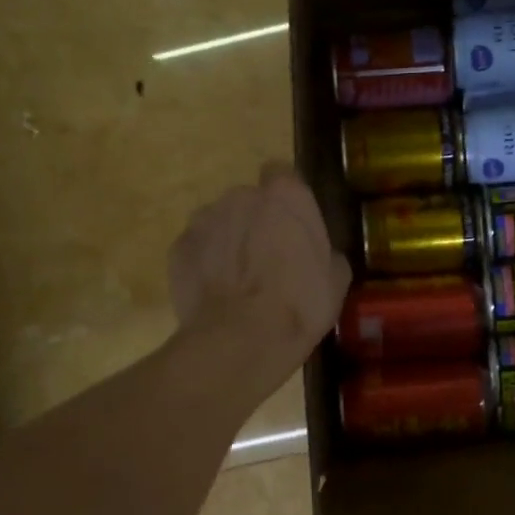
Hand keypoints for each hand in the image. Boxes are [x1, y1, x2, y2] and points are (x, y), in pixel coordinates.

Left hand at [168, 161, 351, 388]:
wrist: (241, 340)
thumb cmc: (299, 304)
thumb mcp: (336, 279)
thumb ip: (325, 251)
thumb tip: (318, 254)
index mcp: (285, 195)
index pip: (282, 174)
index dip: (286, 198)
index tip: (291, 222)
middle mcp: (241, 196)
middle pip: (249, 199)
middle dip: (256, 221)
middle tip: (269, 258)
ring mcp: (204, 220)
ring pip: (220, 221)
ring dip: (228, 240)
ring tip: (238, 279)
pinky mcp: (178, 248)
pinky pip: (197, 248)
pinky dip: (205, 263)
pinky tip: (216, 291)